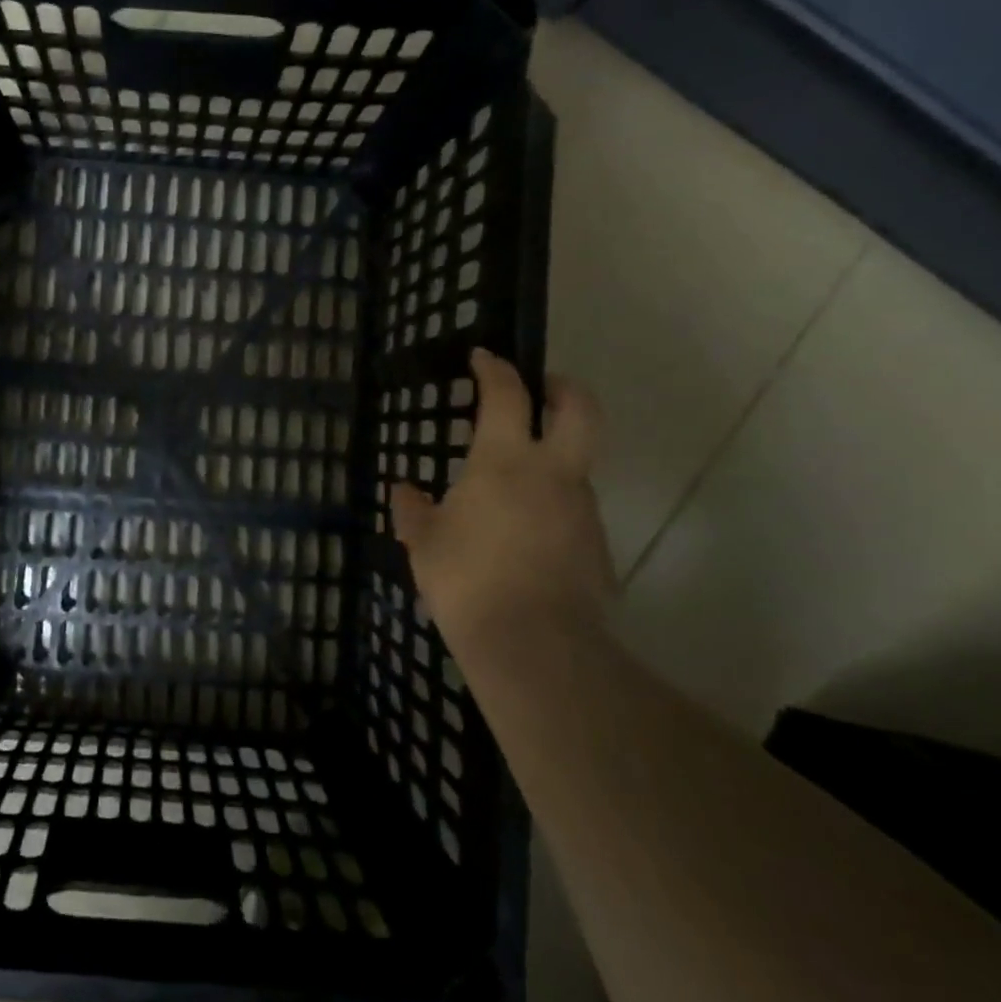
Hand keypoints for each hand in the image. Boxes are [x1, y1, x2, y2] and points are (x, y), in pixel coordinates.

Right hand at [391, 349, 613, 656]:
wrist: (533, 644)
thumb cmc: (467, 579)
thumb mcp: (424, 543)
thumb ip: (414, 511)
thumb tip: (404, 491)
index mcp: (505, 461)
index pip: (507, 395)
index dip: (496, 369)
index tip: (484, 357)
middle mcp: (553, 473)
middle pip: (581, 409)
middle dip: (564, 389)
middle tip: (545, 388)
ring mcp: (582, 509)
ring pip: (577, 465)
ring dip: (555, 458)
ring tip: (515, 486)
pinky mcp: (597, 546)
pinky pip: (574, 511)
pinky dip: (554, 507)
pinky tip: (525, 535)